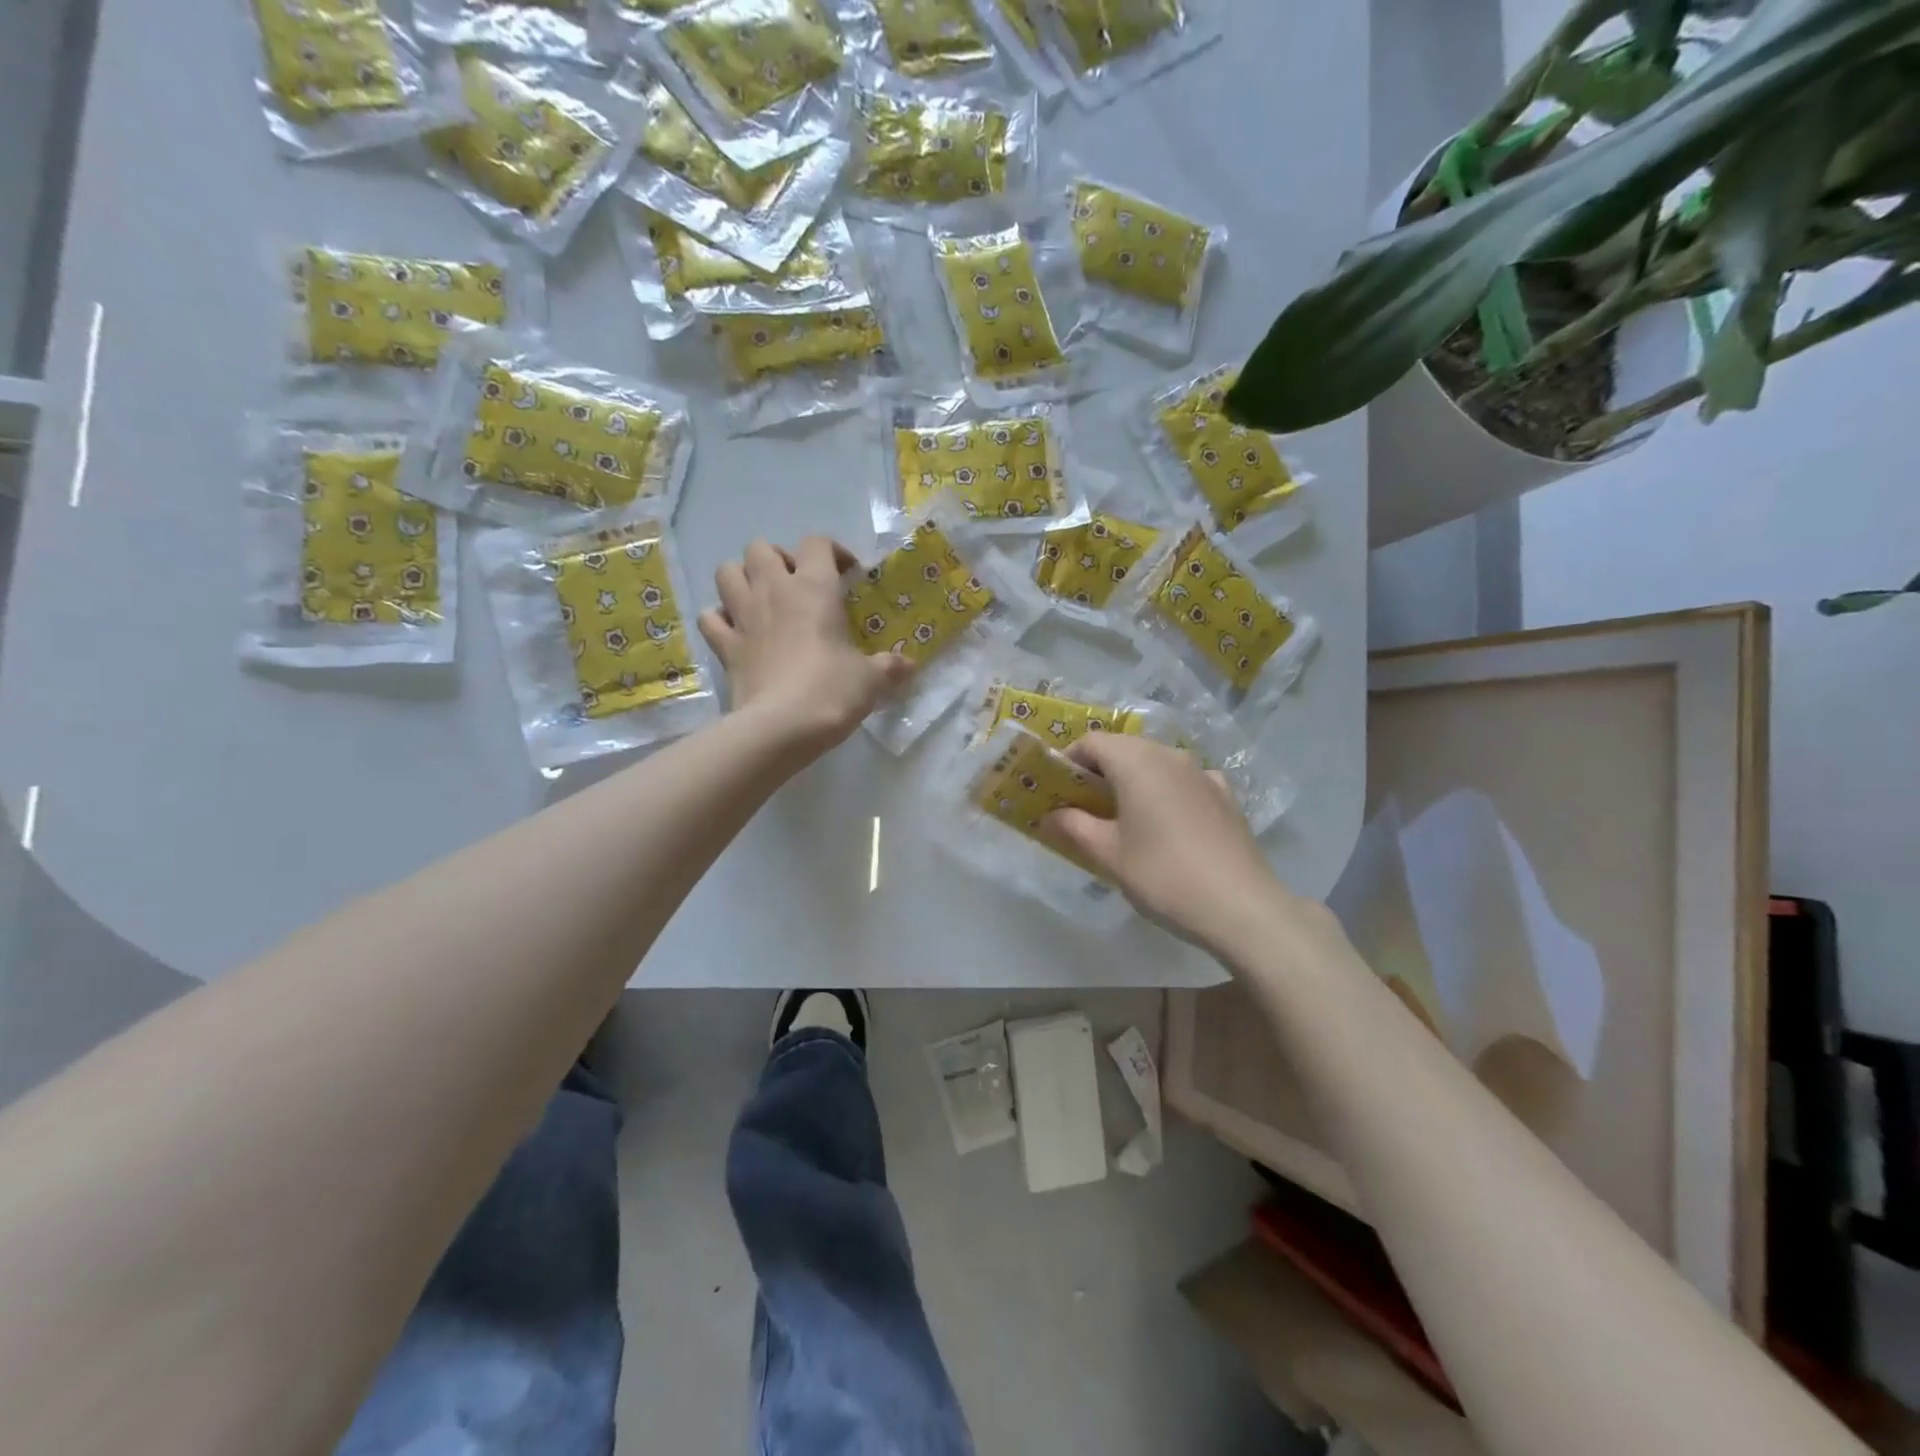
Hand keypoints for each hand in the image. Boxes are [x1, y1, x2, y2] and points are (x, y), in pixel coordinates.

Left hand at [700, 536, 913, 753]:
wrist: (782, 726)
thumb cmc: (832, 691)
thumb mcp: (871, 679)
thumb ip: (890, 666)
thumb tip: (910, 665)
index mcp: (814, 588)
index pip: (817, 543)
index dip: (833, 551)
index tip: (847, 574)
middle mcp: (773, 590)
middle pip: (760, 547)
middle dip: (778, 558)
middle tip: (796, 584)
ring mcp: (742, 616)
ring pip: (726, 572)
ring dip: (742, 578)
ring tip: (761, 598)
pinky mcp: (724, 645)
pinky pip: (710, 617)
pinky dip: (720, 618)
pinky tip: (736, 630)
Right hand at [1046, 734, 1311, 958]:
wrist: (1240, 906)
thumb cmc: (1162, 874)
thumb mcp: (1108, 854)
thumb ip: (1074, 827)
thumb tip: (1050, 815)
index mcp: (1136, 761)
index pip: (1092, 742)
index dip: (1068, 760)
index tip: (1056, 789)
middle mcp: (1170, 755)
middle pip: (1124, 748)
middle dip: (1098, 770)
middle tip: (1081, 805)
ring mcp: (1202, 773)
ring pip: (1155, 763)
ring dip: (1132, 780)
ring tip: (1120, 816)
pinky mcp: (1225, 795)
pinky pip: (1183, 781)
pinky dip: (1165, 791)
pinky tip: (1165, 822)